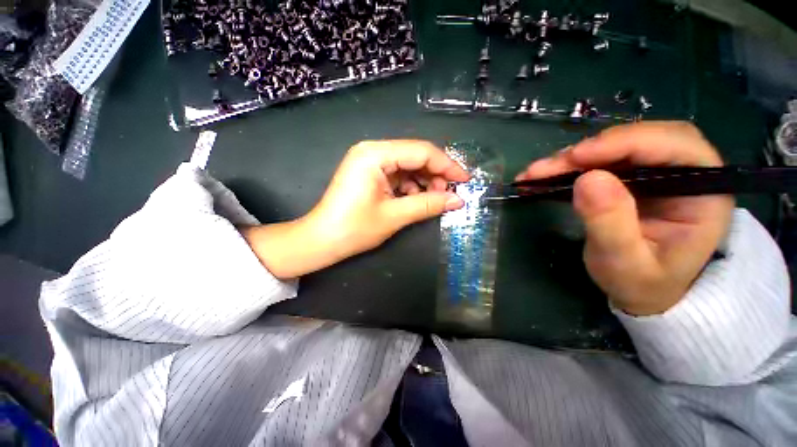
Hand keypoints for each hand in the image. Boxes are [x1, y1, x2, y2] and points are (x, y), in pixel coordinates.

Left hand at [242, 140, 468, 278]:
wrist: (321, 241)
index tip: (465, 180)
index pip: (421, 152)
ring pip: (408, 166)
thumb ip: (428, 204)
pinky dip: (411, 186)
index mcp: (375, 154)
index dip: (447, 165)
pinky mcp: (369, 173)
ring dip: (424, 182)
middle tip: (449, 195)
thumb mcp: (395, 216)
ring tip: (434, 200)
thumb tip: (458, 200)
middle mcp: (372, 151)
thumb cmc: (354, 228)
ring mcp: (369, 161)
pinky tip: (416, 199)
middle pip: (415, 156)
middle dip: (436, 175)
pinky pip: (398, 175)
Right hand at [517, 122, 734, 315]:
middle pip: (642, 139)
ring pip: (617, 146)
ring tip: (536, 173)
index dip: (625, 143)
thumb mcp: (625, 264)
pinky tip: (546, 173)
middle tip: (548, 167)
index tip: (576, 158)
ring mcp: (659, 172)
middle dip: (592, 150)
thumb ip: (611, 224)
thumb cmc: (642, 284)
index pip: (675, 146)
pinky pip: (601, 160)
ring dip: (574, 157)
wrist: (643, 291)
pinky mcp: (633, 177)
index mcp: (704, 193)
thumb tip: (587, 179)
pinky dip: (570, 165)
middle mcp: (687, 172)